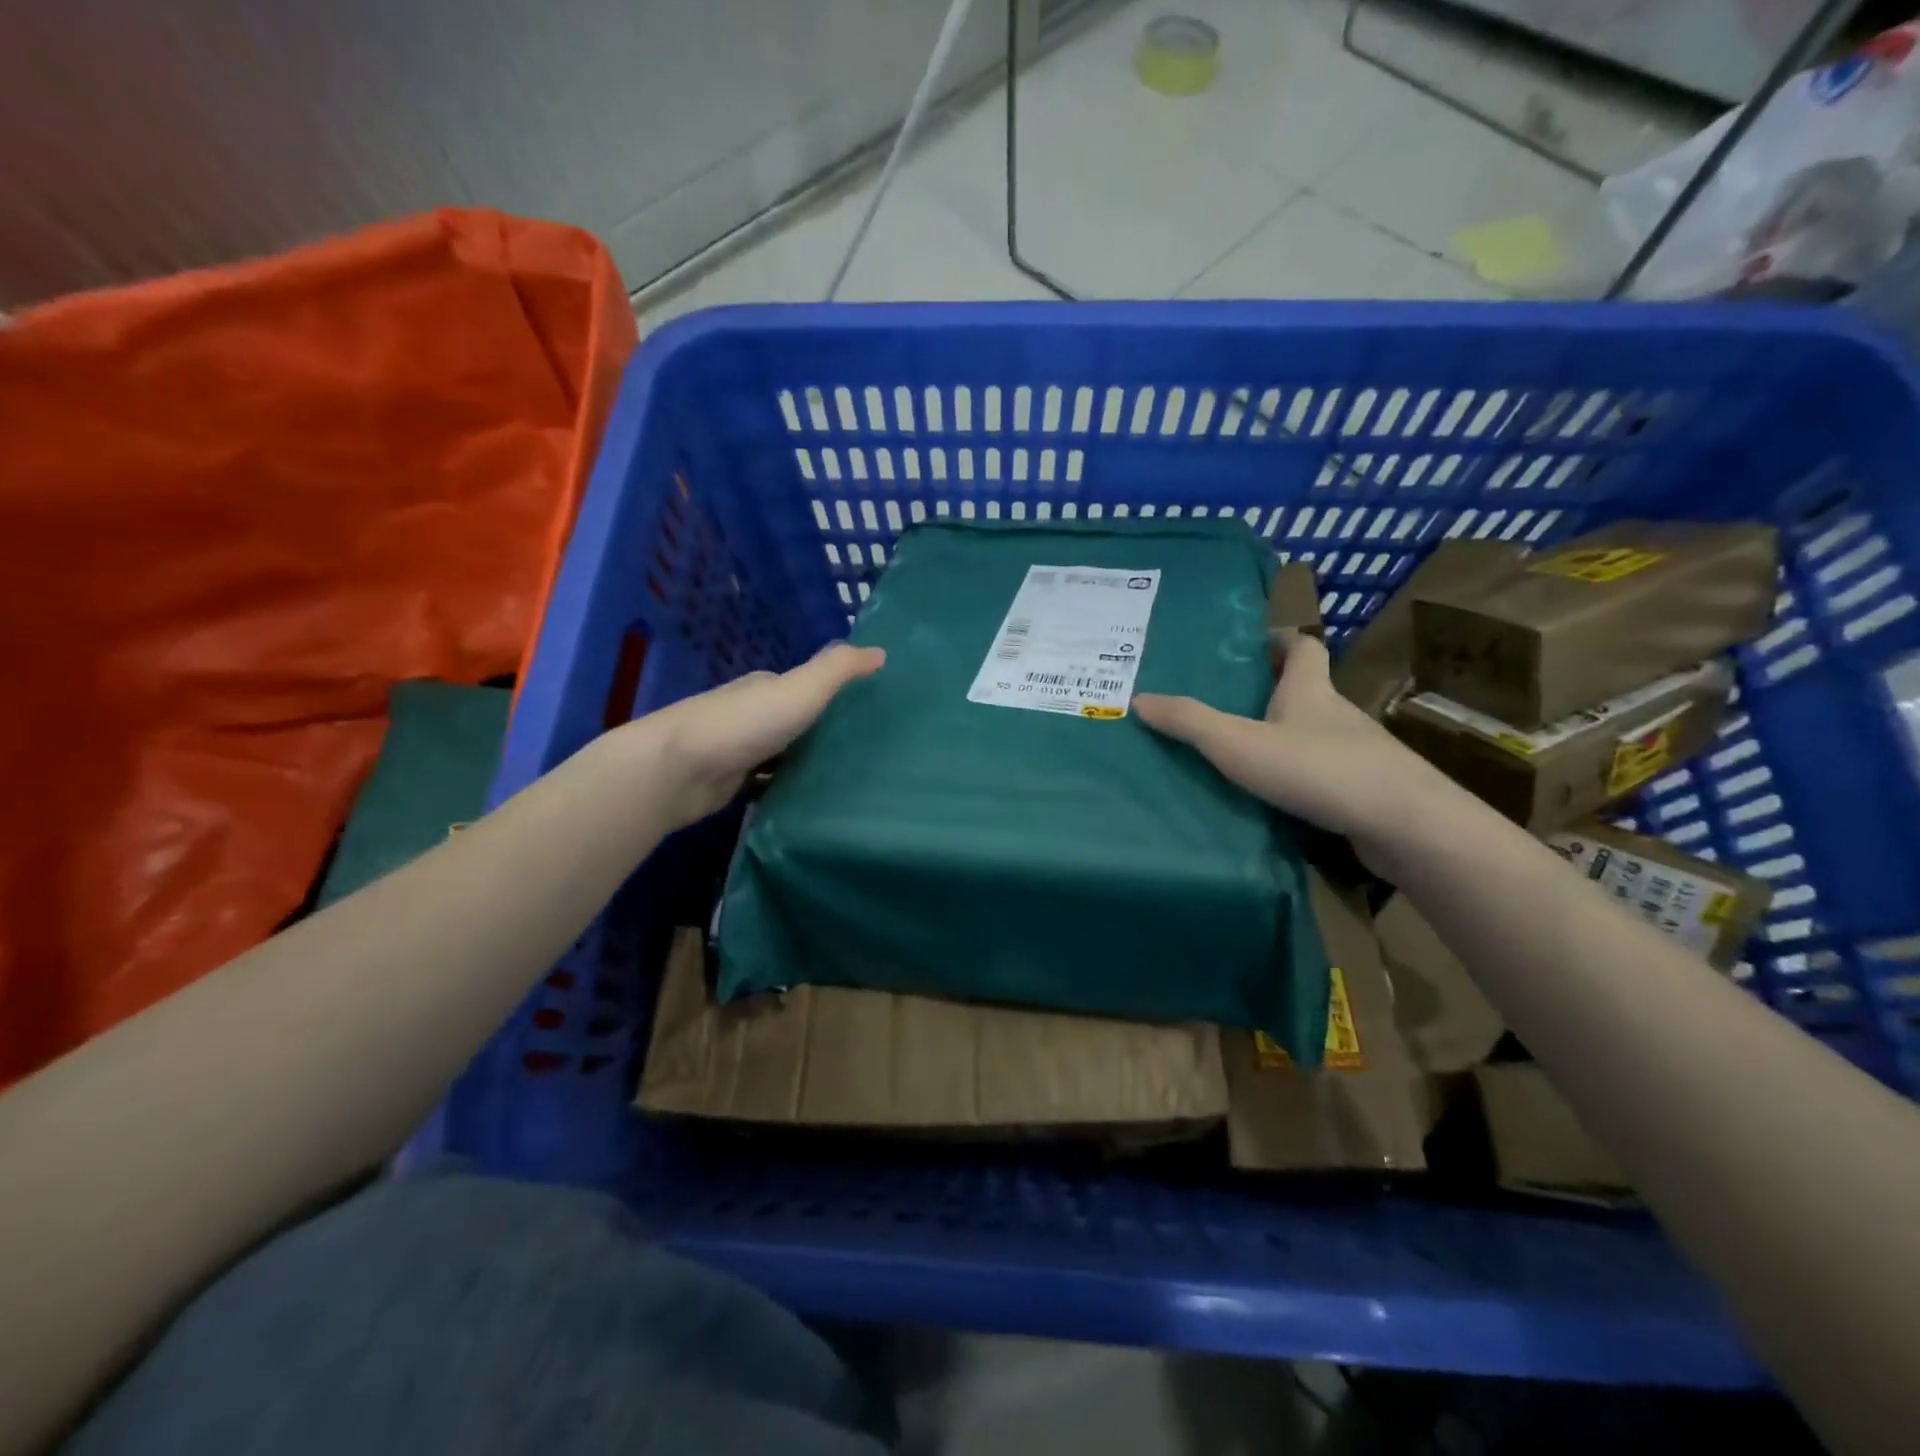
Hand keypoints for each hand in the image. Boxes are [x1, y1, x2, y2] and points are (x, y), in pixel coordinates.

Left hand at [621, 644, 884, 829]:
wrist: (678, 770)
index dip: (837, 695)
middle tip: (870, 752)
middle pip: (797, 721)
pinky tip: (812, 803)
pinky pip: (768, 784)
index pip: (808, 686)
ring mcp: (739, 750)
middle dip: (826, 732)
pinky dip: (787, 789)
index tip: (872, 712)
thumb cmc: (744, 723)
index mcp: (767, 687)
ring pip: (783, 755)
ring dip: (807, 763)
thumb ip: (839, 669)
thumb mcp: (801, 689)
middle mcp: (752, 714)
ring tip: (851, 780)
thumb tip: (881, 651)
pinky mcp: (730, 783)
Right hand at [1133, 631, 1444, 866]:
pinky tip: (1274, 796)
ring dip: (1283, 735)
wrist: (1403, 824)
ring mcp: (1356, 753)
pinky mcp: (1364, 789)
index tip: (1253, 644)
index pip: (1303, 647)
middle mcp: (1336, 714)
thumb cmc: (1317, 768)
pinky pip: (1323, 771)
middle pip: (1306, 690)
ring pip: (1313, 734)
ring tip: (1240, 752)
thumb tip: (1139, 698)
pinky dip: (1299, 774)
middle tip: (1227, 702)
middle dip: (1271, 691)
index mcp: (1309, 690)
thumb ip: (1189, 722)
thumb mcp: (1238, 743)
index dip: (1280, 640)